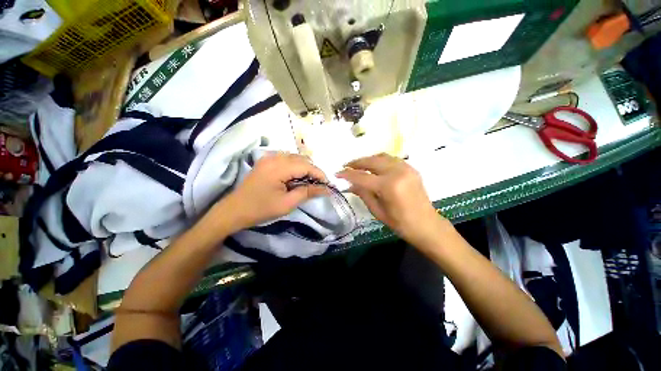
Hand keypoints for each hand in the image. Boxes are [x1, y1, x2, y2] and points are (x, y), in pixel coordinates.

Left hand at [214, 153, 327, 233]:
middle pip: (301, 159)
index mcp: (278, 167)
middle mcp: (274, 157)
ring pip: (295, 157)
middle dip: (313, 171)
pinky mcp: (266, 161)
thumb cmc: (261, 209)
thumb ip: (307, 192)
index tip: (328, 184)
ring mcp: (268, 157)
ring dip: (305, 168)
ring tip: (310, 182)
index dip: (319, 174)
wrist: (234, 210)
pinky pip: (286, 159)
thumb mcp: (287, 204)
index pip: (306, 166)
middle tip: (319, 185)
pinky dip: (296, 166)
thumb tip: (326, 189)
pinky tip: (297, 177)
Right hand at [337, 153, 446, 244]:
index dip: (347, 174)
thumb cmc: (400, 223)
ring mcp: (406, 168)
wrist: (426, 224)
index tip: (337, 173)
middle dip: (357, 162)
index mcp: (389, 186)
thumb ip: (363, 194)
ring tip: (358, 165)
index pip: (362, 176)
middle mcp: (397, 172)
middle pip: (372, 161)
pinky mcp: (411, 168)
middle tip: (346, 166)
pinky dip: (380, 160)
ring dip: (368, 159)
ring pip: (382, 156)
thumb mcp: (378, 211)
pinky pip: (391, 159)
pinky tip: (374, 166)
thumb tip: (350, 184)